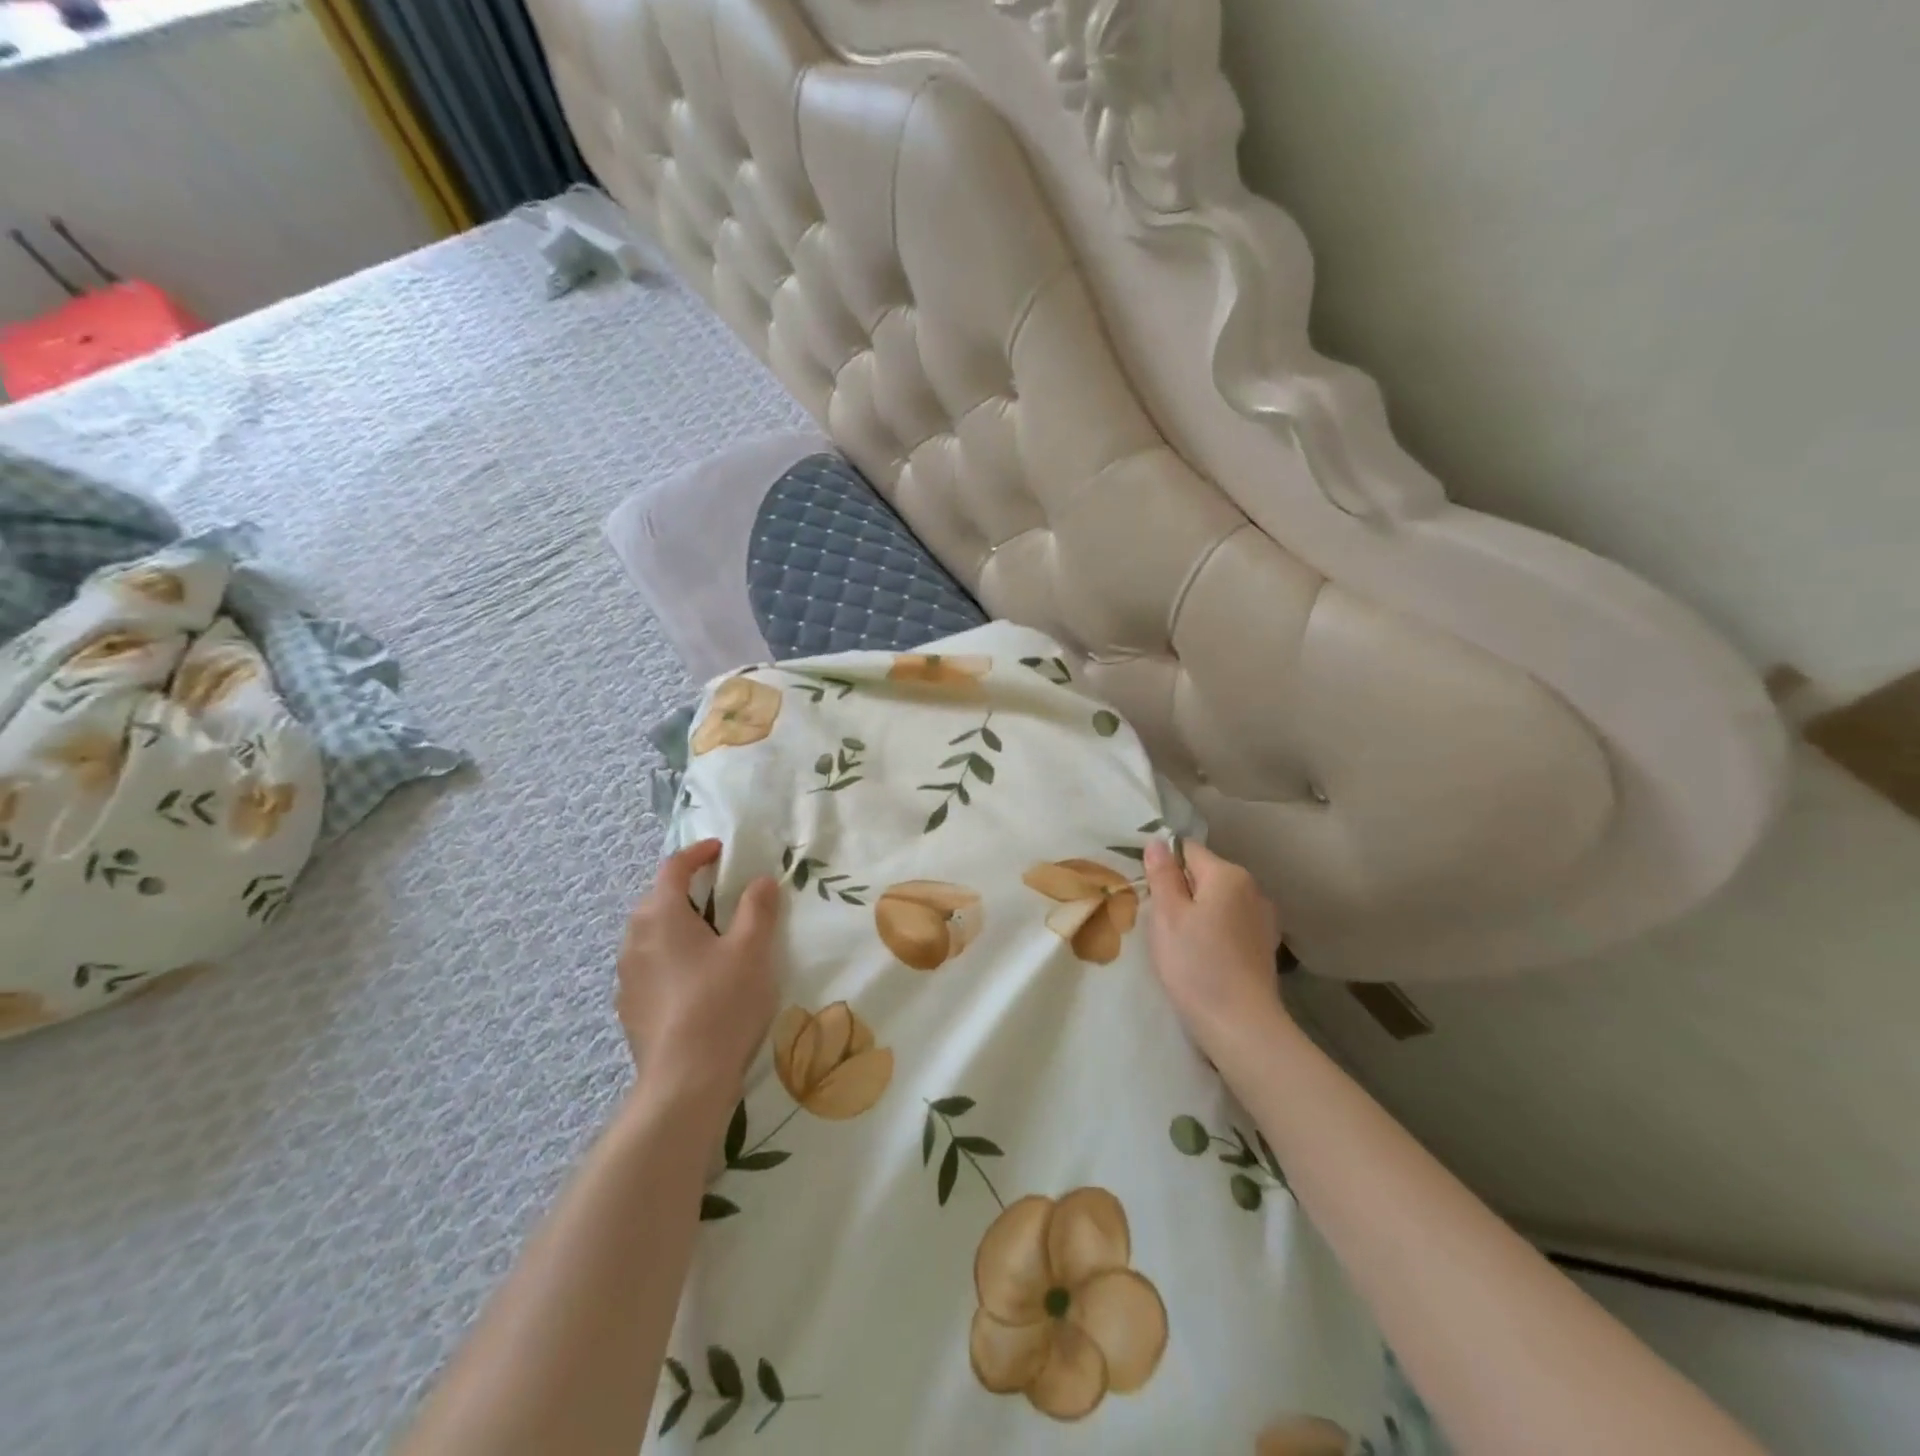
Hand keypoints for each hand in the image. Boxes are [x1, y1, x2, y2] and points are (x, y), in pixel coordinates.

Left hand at [616, 840, 781, 1095]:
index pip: (673, 868)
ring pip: (652, 935)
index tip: (720, 851)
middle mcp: (634, 938)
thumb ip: (758, 908)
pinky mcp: (629, 1008)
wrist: (685, 1080)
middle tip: (722, 896)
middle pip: (658, 900)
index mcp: (661, 915)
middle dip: (687, 891)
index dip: (697, 854)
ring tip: (710, 940)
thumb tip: (760, 880)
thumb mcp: (753, 949)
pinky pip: (650, 967)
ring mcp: (627, 976)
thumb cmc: (722, 1002)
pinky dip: (671, 960)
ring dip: (678, 927)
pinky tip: (696, 981)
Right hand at [1142, 838, 1286, 1056]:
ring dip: (1198, 912)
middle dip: (1181, 890)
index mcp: (1228, 875)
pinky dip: (1215, 931)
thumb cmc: (1196, 964)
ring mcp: (1264, 918)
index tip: (1149, 892)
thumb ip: (1163, 875)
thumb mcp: (1167, 915)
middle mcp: (1253, 889)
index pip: (1188, 850)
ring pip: (1219, 901)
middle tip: (1159, 922)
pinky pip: (1232, 924)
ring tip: (1180, 942)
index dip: (1164, 865)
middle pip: (1205, 875)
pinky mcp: (1266, 945)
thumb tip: (1159, 842)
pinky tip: (1204, 956)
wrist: (1241, 1025)